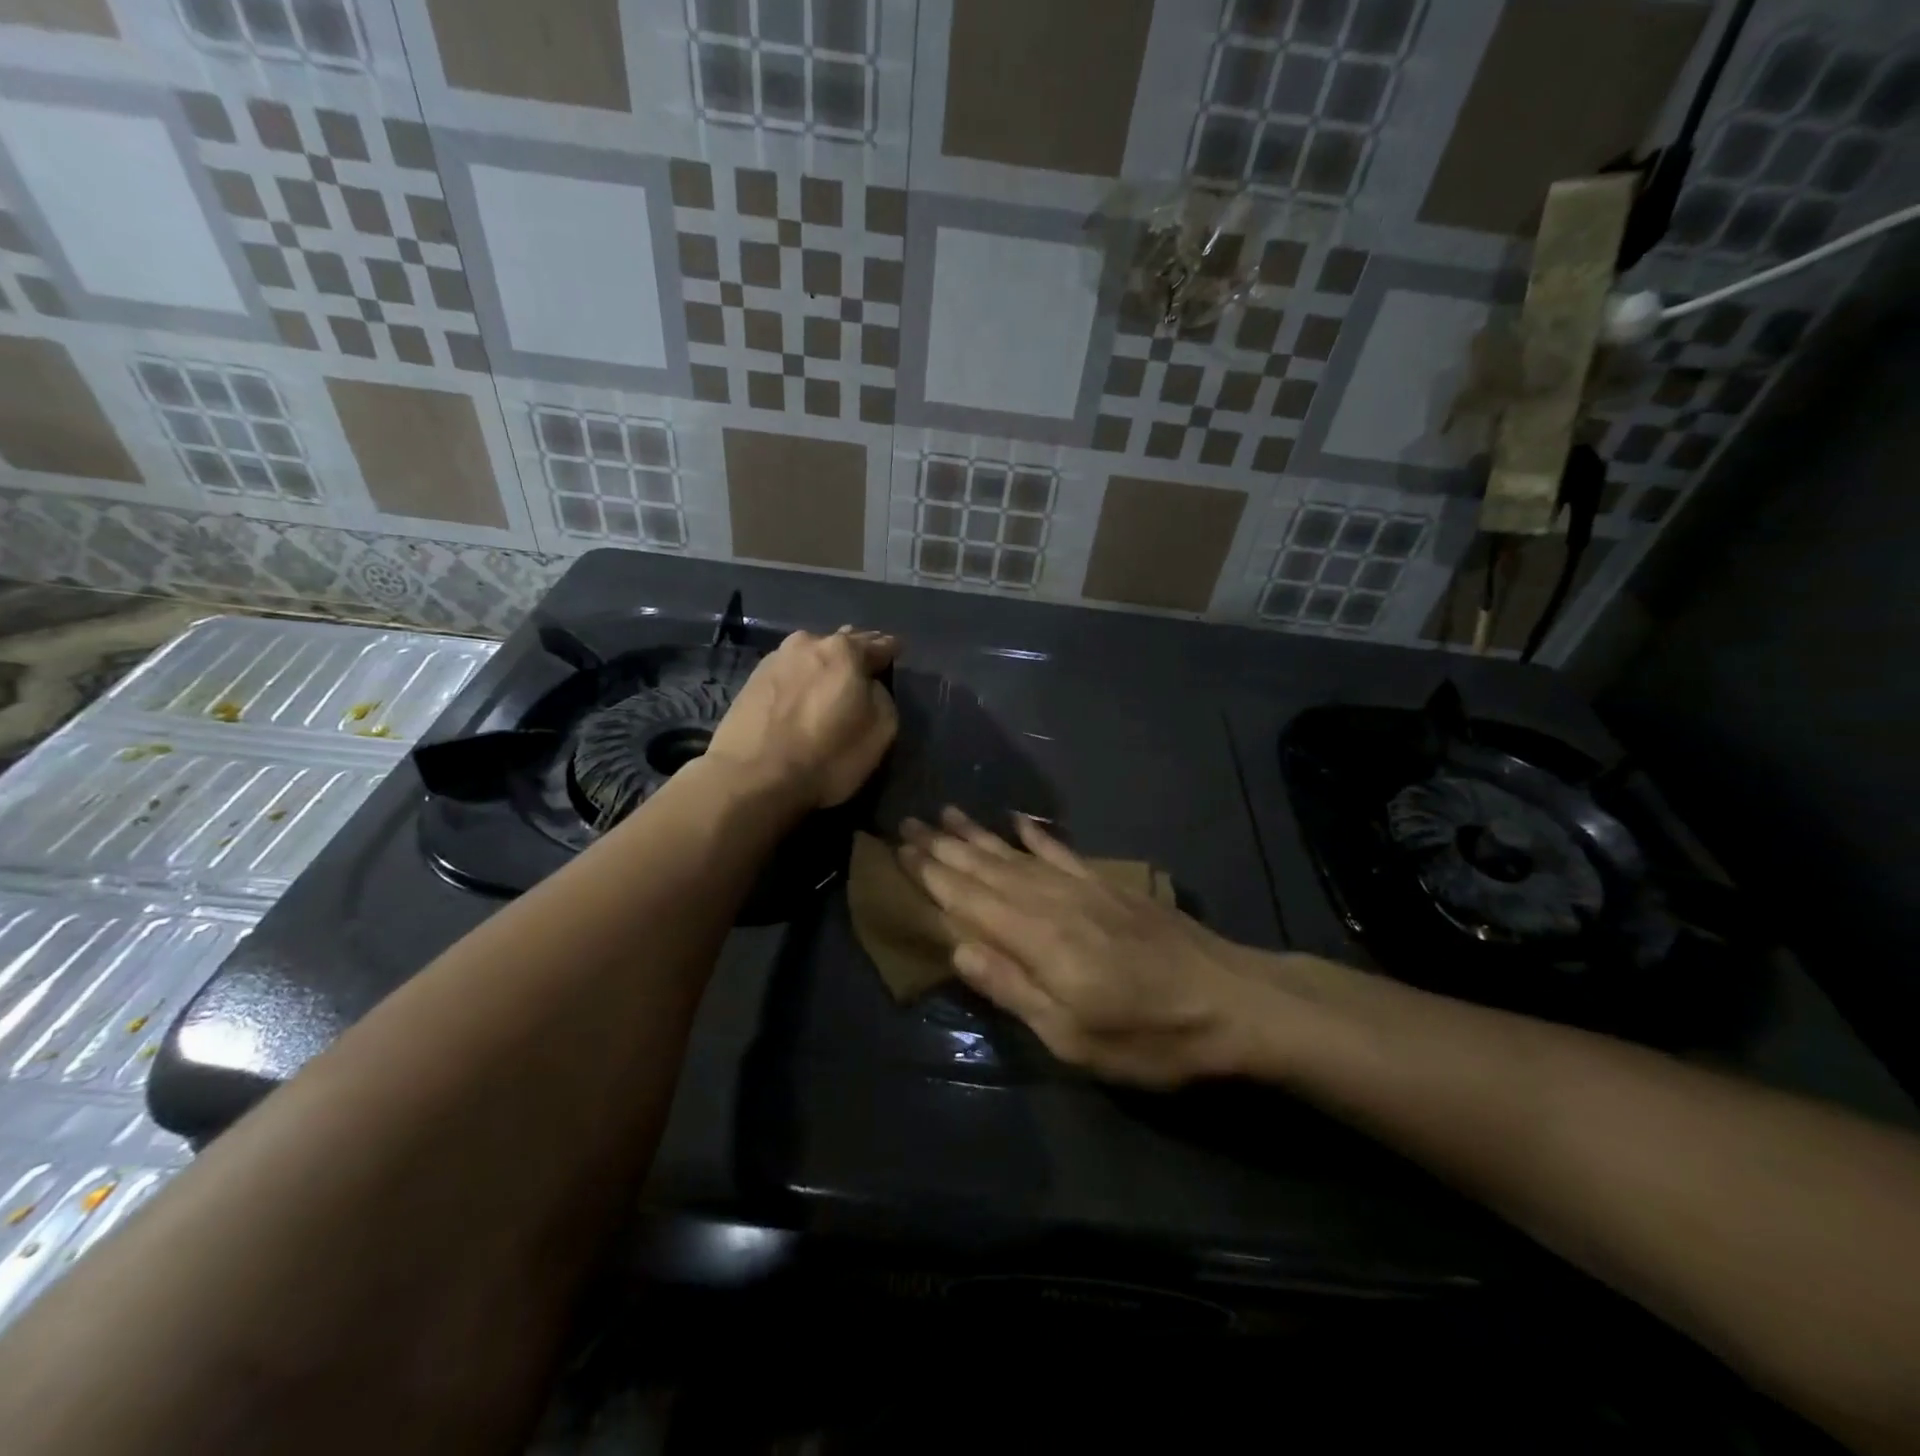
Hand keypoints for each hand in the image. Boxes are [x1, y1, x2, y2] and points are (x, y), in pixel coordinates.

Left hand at [706, 626, 898, 809]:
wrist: (752, 777)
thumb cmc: (827, 756)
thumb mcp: (881, 732)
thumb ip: (882, 698)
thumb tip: (869, 687)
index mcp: (845, 651)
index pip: (879, 644)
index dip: (891, 650)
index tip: (897, 651)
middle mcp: (809, 643)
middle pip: (842, 642)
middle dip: (857, 652)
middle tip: (867, 664)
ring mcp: (776, 658)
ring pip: (812, 654)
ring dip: (825, 663)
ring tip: (832, 679)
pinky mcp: (752, 679)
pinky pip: (790, 670)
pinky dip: (802, 677)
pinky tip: (803, 691)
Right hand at [897, 809, 1279, 1086]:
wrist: (1231, 1001)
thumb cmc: (1148, 1036)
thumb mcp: (1073, 1037)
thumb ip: (1012, 989)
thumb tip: (956, 950)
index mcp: (1037, 940)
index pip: (969, 900)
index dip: (932, 875)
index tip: (900, 849)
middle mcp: (1052, 902)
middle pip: (987, 869)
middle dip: (944, 847)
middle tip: (908, 822)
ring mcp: (1083, 888)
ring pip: (1017, 855)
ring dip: (979, 835)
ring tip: (947, 813)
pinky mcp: (1109, 886)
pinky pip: (1062, 852)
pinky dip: (1036, 835)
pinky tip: (1018, 821)